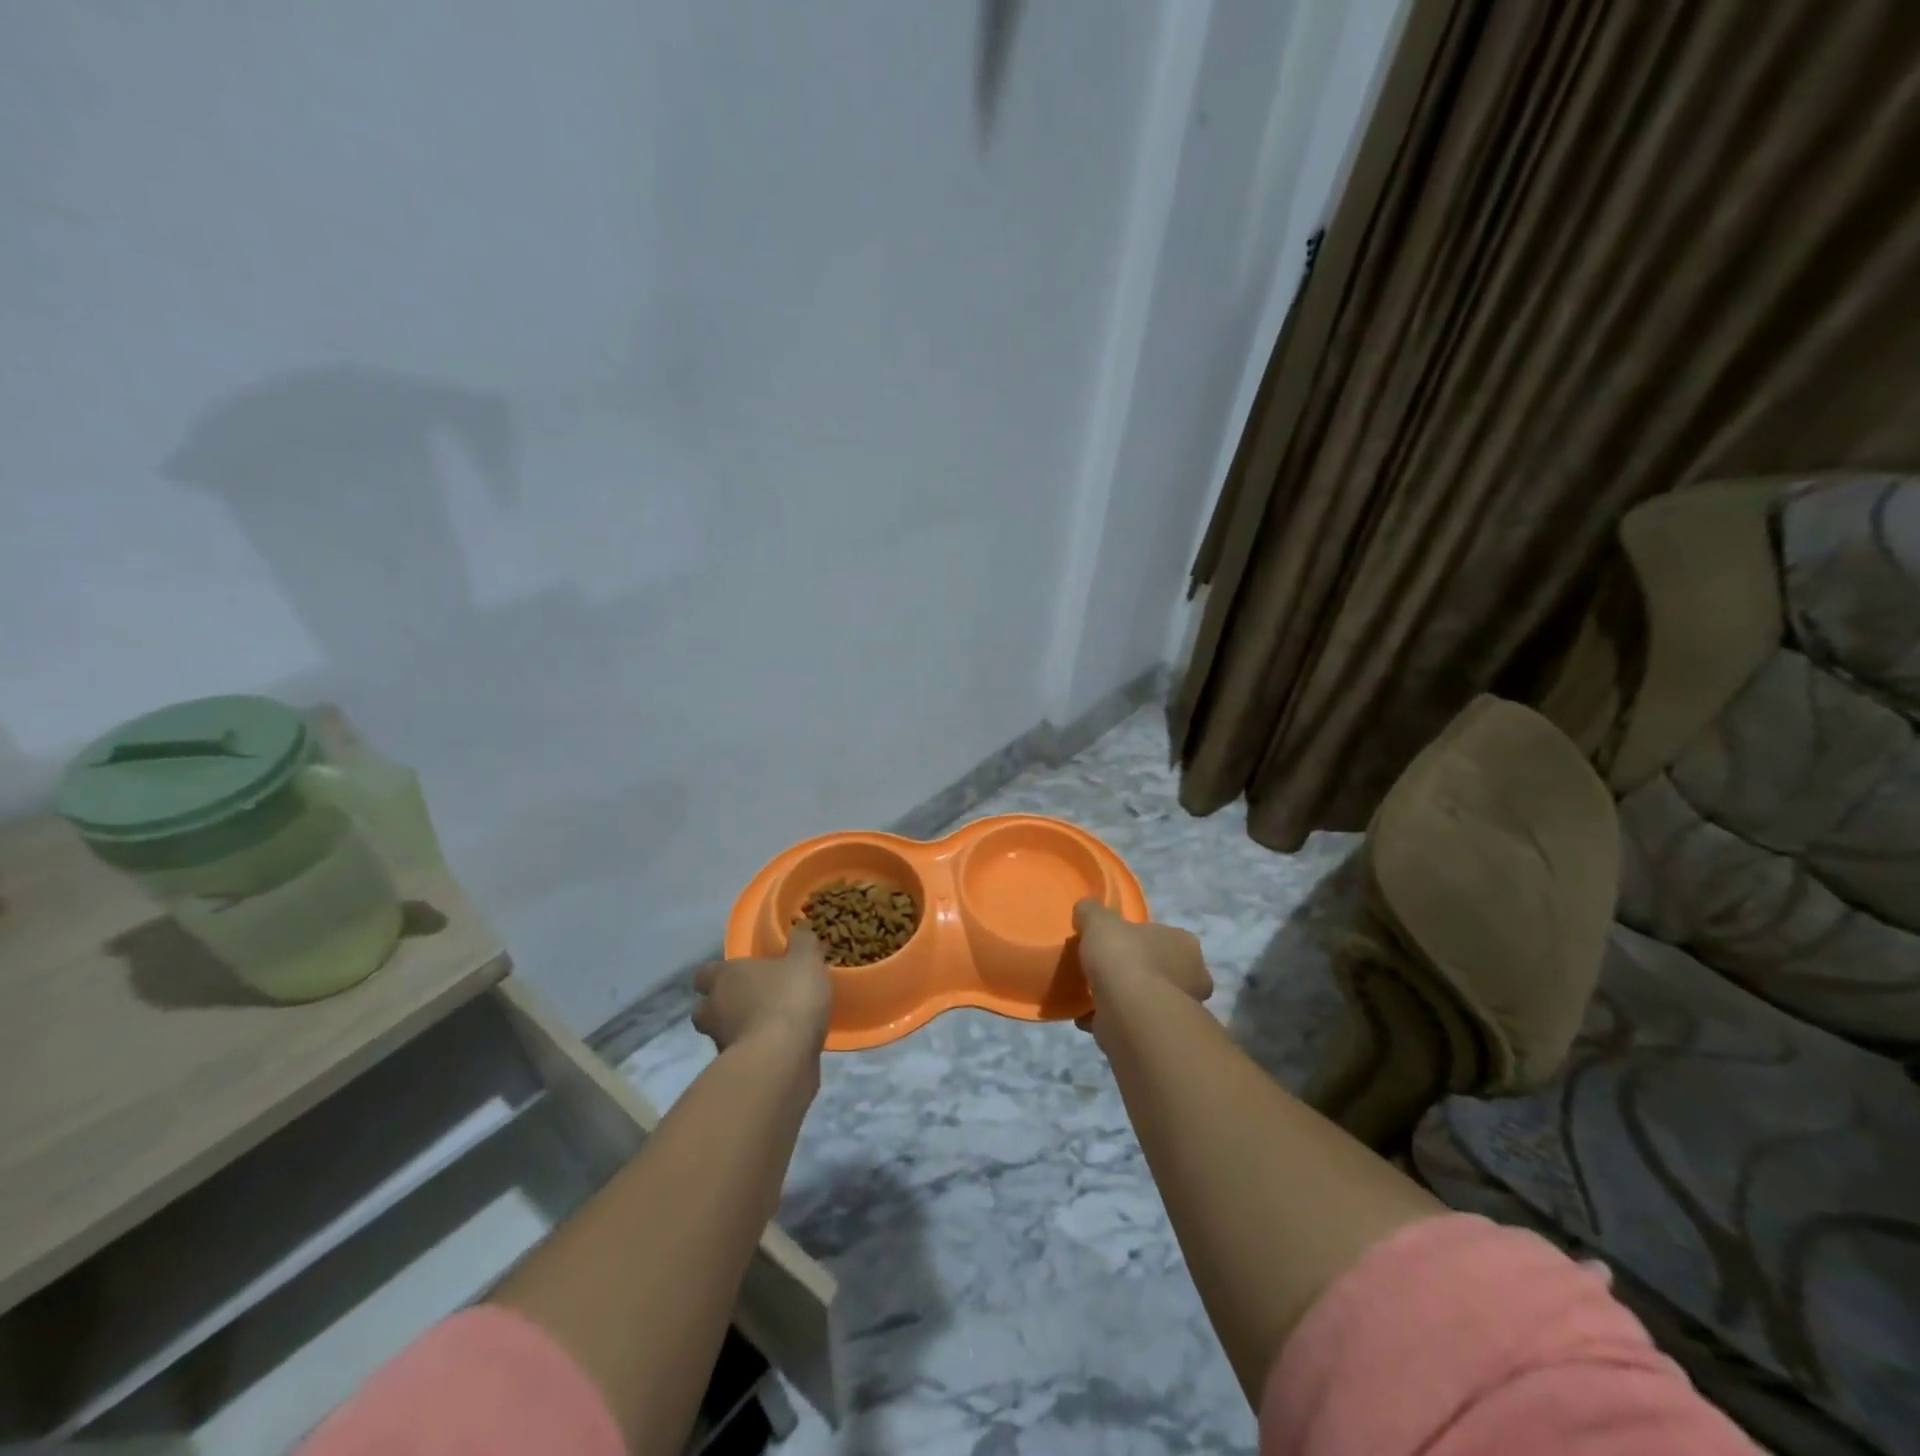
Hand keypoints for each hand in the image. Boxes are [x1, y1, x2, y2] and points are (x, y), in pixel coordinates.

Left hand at [692, 929, 833, 1053]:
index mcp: (724, 977)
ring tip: (772, 1027)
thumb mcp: (806, 960)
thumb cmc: (789, 998)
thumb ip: (802, 943)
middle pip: (707, 1007)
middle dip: (725, 1006)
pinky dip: (757, 1053)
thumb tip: (800, 930)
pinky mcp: (735, 1071)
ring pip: (724, 1033)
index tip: (741, 974)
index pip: (706, 973)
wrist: (782, 1059)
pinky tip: (781, 1049)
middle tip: (754, 1002)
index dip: (720, 974)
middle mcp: (714, 1009)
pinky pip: (744, 1056)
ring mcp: (721, 1043)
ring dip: (741, 1030)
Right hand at [1073, 900, 1211, 1029]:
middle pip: (1160, 970)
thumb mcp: (1099, 921)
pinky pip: (1135, 1023)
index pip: (1165, 937)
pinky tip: (1088, 1017)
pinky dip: (1113, 1021)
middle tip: (1105, 972)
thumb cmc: (1123, 957)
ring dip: (1125, 999)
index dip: (1139, 940)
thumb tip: (1085, 909)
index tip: (1116, 945)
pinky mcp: (1164, 1037)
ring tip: (1092, 996)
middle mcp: (1193, 977)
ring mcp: (1181, 1010)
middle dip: (1136, 972)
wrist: (1130, 1012)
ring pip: (1149, 999)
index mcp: (1185, 944)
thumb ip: (1092, 912)